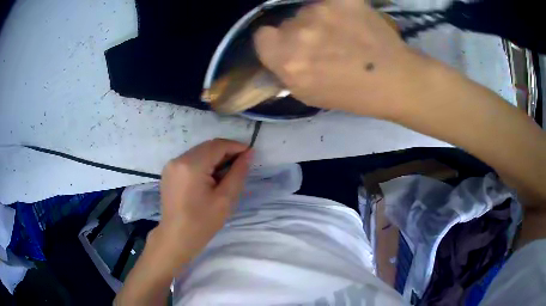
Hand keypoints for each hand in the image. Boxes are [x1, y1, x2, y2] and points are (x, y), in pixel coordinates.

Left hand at [153, 139, 251, 272]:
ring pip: (199, 152)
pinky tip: (210, 178)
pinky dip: (203, 164)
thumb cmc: (202, 223)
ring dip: (215, 158)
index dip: (236, 146)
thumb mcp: (225, 199)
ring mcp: (171, 165)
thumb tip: (248, 154)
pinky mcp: (168, 172)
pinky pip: (190, 160)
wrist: (176, 238)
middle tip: (241, 165)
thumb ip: (238, 173)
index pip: (217, 145)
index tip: (250, 154)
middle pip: (207, 147)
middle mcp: (178, 159)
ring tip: (227, 174)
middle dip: (226, 152)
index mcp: (191, 165)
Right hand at [254, 0, 431, 117]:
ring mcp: (321, 11)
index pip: (261, 36)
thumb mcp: (309, 95)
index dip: (275, 41)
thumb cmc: (353, 95)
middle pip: (287, 22)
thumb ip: (286, 71)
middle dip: (301, 32)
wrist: (395, 80)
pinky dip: (337, 8)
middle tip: (326, 43)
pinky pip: (330, 1)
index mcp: (286, 60)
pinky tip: (353, 20)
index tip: (290, 47)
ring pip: (309, 10)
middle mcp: (298, 31)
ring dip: (321, 20)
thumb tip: (279, 54)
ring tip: (346, 34)